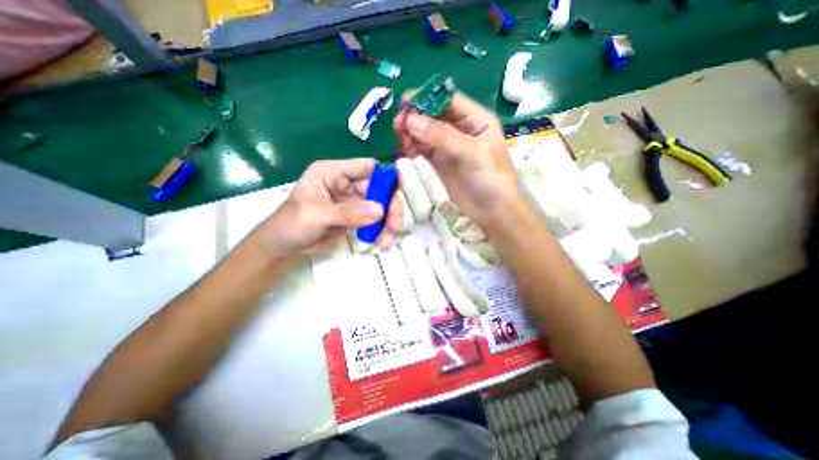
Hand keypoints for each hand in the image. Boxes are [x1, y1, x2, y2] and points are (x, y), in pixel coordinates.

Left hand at [251, 158, 402, 258]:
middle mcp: (347, 184)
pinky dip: (382, 231)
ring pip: (381, 207)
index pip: (366, 167)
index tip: (400, 187)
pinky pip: (376, 221)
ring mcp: (354, 202)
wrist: (284, 248)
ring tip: (386, 241)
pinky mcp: (357, 218)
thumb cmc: (290, 225)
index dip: (385, 174)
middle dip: (390, 207)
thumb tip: (380, 211)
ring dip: (388, 223)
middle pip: (380, 189)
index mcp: (333, 172)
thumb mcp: (315, 216)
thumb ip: (347, 213)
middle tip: (395, 226)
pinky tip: (382, 243)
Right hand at [395, 90, 516, 223]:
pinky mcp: (440, 161)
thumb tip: (411, 120)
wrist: (491, 210)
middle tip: (397, 126)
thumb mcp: (472, 153)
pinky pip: (423, 148)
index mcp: (476, 119)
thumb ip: (443, 136)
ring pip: (426, 132)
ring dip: (412, 133)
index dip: (427, 97)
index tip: (404, 103)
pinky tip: (408, 152)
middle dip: (415, 117)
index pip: (449, 100)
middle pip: (434, 115)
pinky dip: (413, 147)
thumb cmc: (491, 179)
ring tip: (403, 143)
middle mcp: (461, 129)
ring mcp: (449, 146)